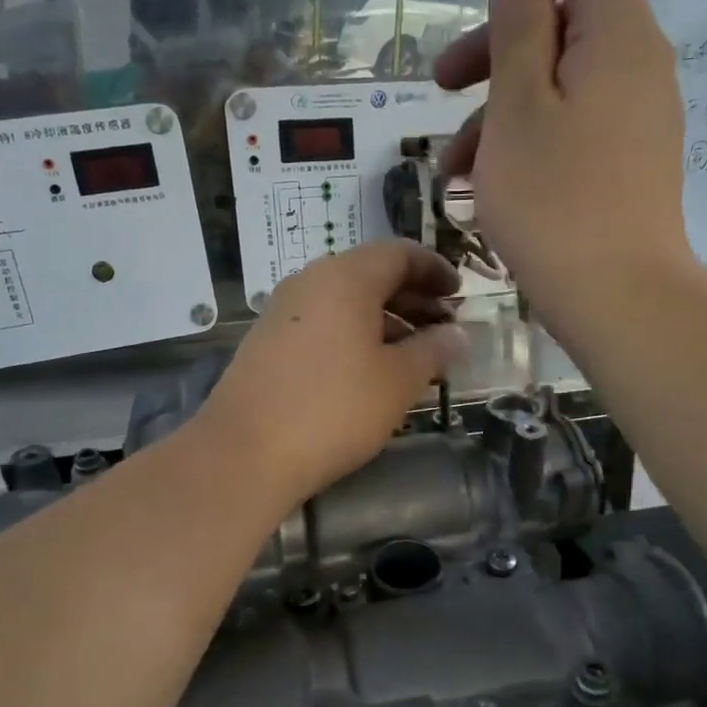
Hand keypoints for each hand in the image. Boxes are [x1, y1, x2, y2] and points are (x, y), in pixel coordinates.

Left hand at [195, 241, 467, 504]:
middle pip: (371, 275)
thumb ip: (433, 351)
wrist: (246, 452)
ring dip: (385, 320)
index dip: (435, 270)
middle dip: (413, 298)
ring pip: (345, 302)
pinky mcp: (267, 342)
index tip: (460, 294)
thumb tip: (459, 334)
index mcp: (346, 277)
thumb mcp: (397, 381)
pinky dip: (354, 335)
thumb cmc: (334, 409)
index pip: (400, 253)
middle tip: (443, 328)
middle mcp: (310, 282)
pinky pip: (323, 323)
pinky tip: (369, 371)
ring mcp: (283, 311)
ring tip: (413, 355)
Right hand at [434, 0, 693, 332]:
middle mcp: (640, 68)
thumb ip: (519, 27)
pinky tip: (487, 188)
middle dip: (497, 51)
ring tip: (453, 168)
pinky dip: (531, 144)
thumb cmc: (554, 201)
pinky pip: (576, 131)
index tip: (482, 11)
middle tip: (441, 87)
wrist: (618, 298)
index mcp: (618, 37)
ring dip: (501, 112)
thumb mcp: (518, 107)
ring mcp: (639, 122)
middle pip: (567, 26)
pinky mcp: (630, 167)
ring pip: (562, 88)